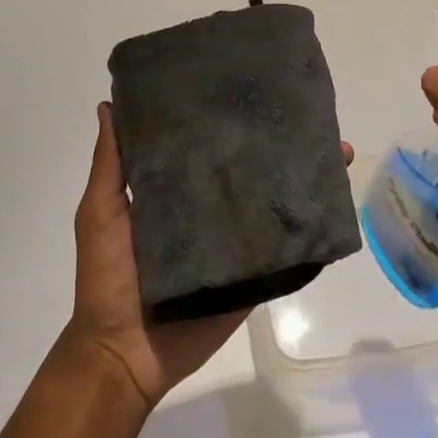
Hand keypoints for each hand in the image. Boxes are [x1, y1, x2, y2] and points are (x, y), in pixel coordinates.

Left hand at [62, 102, 351, 415]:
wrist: (123, 355)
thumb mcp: (101, 210)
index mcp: (174, 188)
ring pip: (272, 202)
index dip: (225, 116)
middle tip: (305, 109)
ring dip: (302, 177)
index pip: (205, 142)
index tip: (247, 81)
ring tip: (337, 147)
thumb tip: (108, 104)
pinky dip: (308, 227)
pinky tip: (334, 201)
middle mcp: (208, 207)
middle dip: (275, 141)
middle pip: (246, 167)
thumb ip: (110, 163)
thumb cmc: (107, 276)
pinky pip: (283, 248)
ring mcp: (233, 241)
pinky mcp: (251, 274)